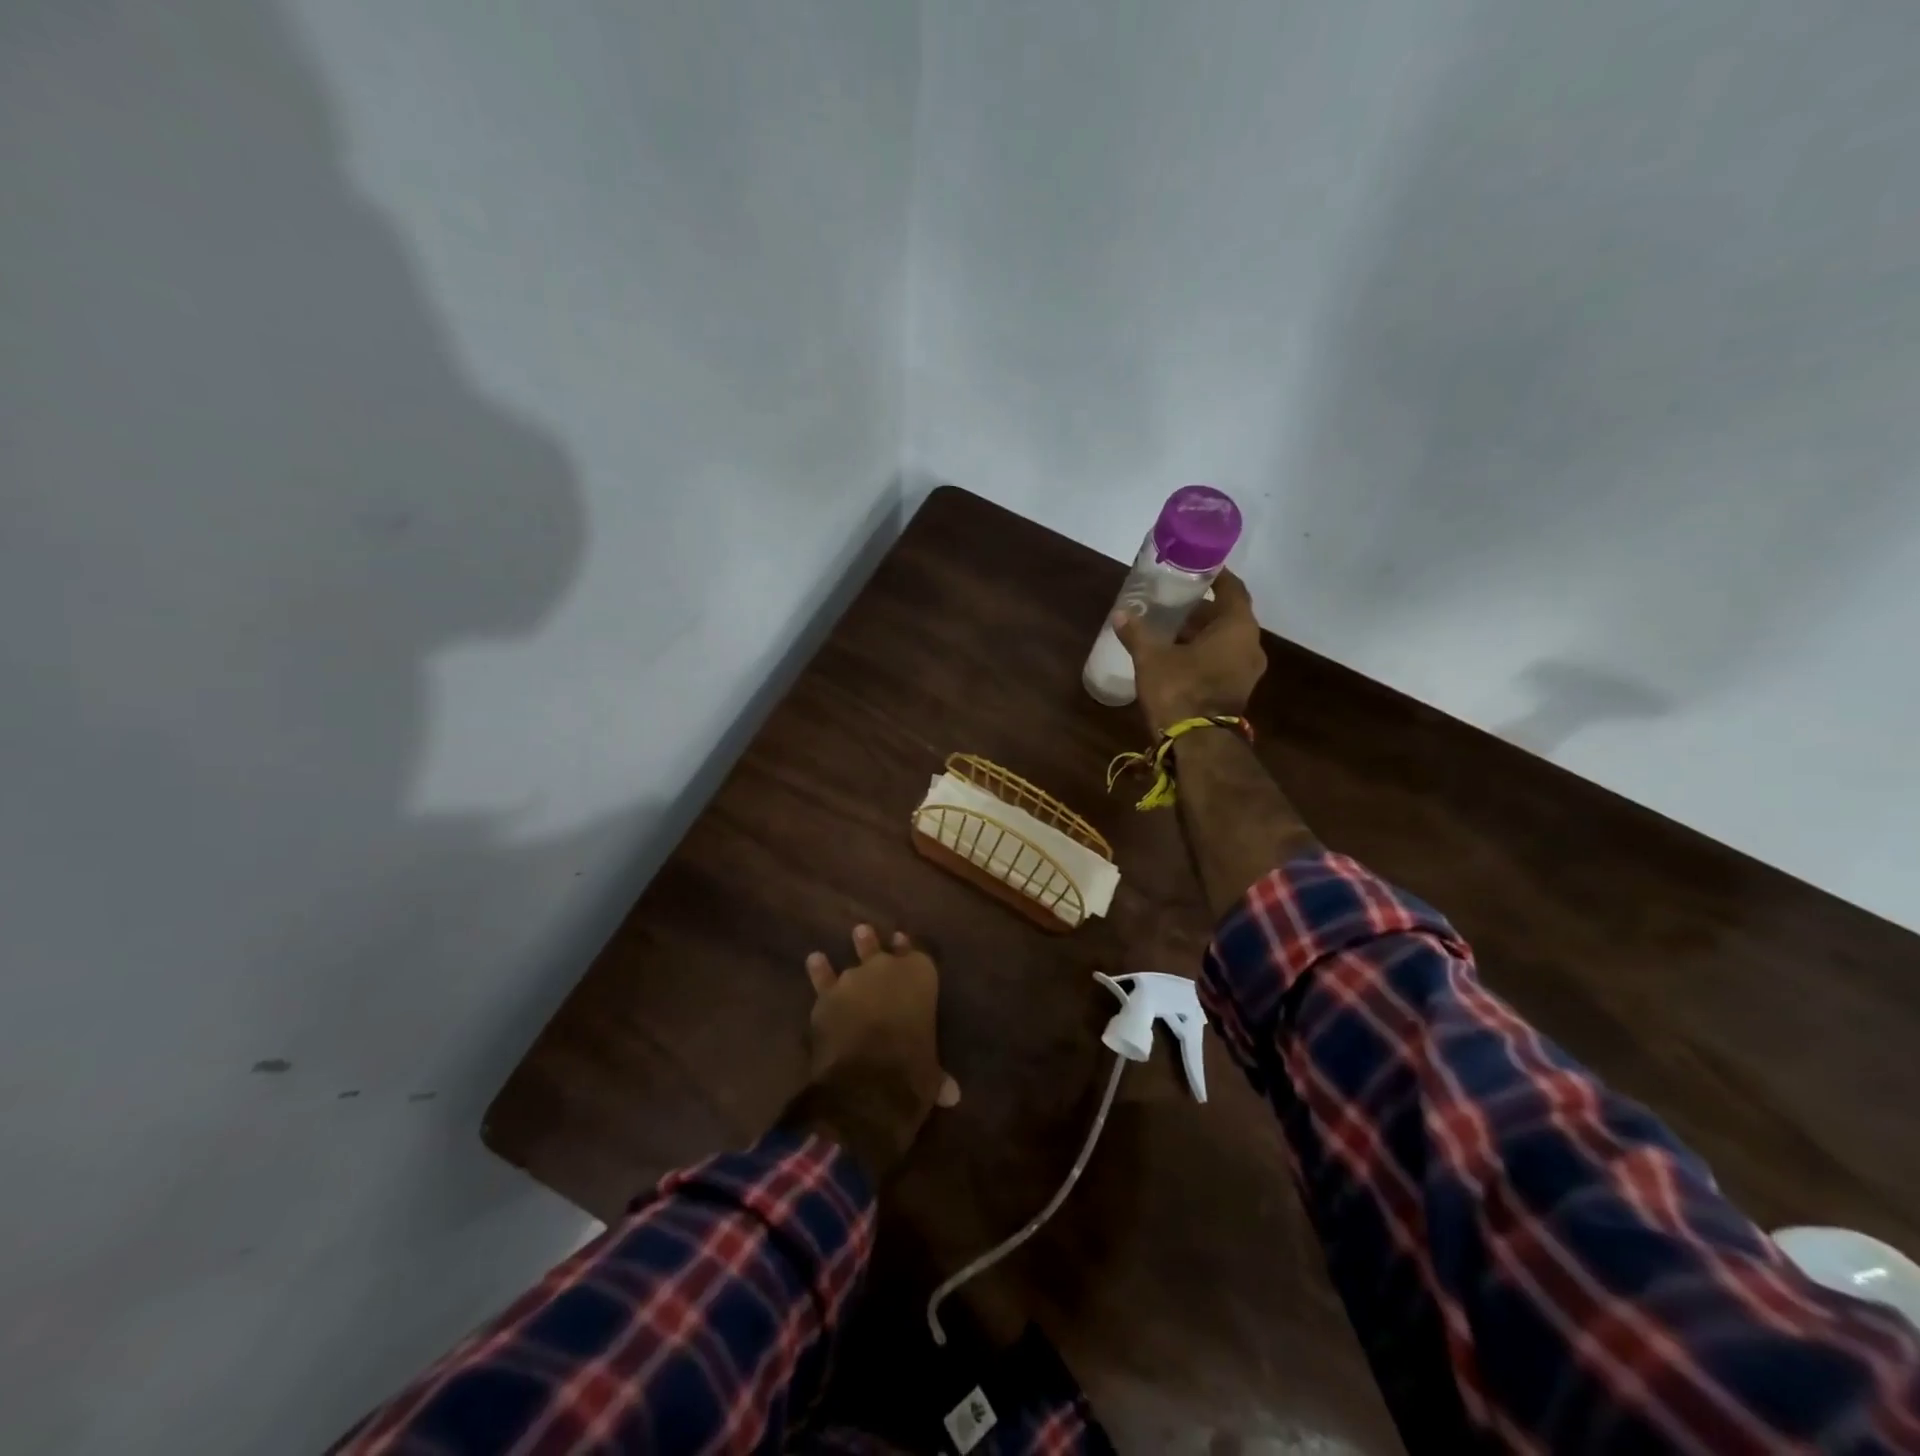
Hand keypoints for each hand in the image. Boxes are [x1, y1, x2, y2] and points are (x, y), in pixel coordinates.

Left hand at [780, 925, 959, 1180]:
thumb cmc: (912, 1073)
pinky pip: (823, 978)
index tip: (902, 942)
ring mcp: (855, 979)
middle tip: (866, 932)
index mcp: (922, 978)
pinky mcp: (827, 997)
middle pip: (883, 952)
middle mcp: (889, 969)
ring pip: (855, 959)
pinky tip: (815, 959)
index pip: (918, 956)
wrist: (868, 1083)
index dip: (910, 952)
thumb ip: (937, 1075)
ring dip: (856, 949)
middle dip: (876, 945)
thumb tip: (951, 1095)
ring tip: (856, 934)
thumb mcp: (931, 1074)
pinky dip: (820, 970)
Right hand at [1112, 568, 1267, 733]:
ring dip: (1204, 633)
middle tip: (1176, 602)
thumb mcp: (1151, 658)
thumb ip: (1137, 633)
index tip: (1198, 569)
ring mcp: (1248, 671)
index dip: (1217, 577)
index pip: (1233, 589)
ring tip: (1173, 629)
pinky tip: (1179, 655)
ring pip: (1227, 640)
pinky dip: (1207, 653)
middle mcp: (1251, 645)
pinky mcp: (1239, 690)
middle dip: (1204, 609)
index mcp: (1237, 627)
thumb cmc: (1179, 690)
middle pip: (1230, 616)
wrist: (1197, 743)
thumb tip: (1121, 614)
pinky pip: (1225, 660)